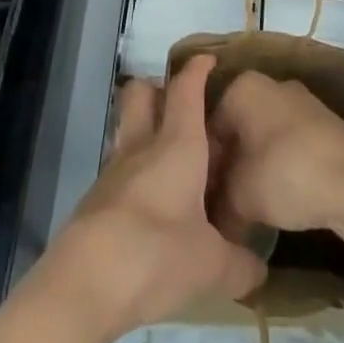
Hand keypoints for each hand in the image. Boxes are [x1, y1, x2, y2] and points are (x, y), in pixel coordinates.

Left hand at [11, 54, 267, 342]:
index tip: (208, 60)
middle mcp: (142, 145)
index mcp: (177, 144)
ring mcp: (113, 170)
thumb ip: (240, 265)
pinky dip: (134, 171)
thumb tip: (259, 268)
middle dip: (158, 89)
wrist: (84, 283)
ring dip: (143, 129)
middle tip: (182, 109)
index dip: (197, 70)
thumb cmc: (156, 255)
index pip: (186, 89)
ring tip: (168, 158)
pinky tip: (150, 202)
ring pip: (126, 127)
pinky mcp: (95, 199)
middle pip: (141, 92)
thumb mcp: (212, 268)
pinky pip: (118, 167)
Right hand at [212, 70, 343, 246]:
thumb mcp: (240, 197)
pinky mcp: (323, 128)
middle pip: (236, 130)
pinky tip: (277, 204)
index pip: (207, 125)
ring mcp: (300, 105)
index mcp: (243, 87)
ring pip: (263, 140)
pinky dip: (280, 172)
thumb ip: (219, 205)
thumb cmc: (288, 175)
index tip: (201, 198)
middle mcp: (270, 86)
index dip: (203, 165)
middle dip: (228, 167)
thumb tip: (213, 223)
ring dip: (254, 172)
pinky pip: (288, 148)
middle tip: (220, 206)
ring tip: (246, 211)